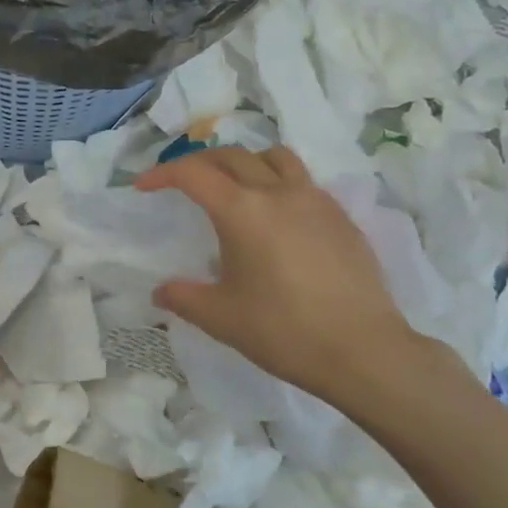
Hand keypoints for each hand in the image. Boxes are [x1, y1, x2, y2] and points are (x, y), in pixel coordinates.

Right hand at [134, 146, 459, 423]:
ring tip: (235, 184)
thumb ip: (184, 298)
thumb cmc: (284, 332)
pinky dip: (279, 182)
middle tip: (182, 182)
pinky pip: (303, 181)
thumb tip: (160, 292)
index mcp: (242, 211)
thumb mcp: (222, 318)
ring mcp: (315, 200)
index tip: (143, 186)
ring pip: (274, 157)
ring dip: (245, 161)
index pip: (193, 173)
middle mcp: (277, 192)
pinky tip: (279, 216)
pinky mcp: (341, 216)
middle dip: (199, 162)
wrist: (364, 351)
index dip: (162, 173)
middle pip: (231, 156)